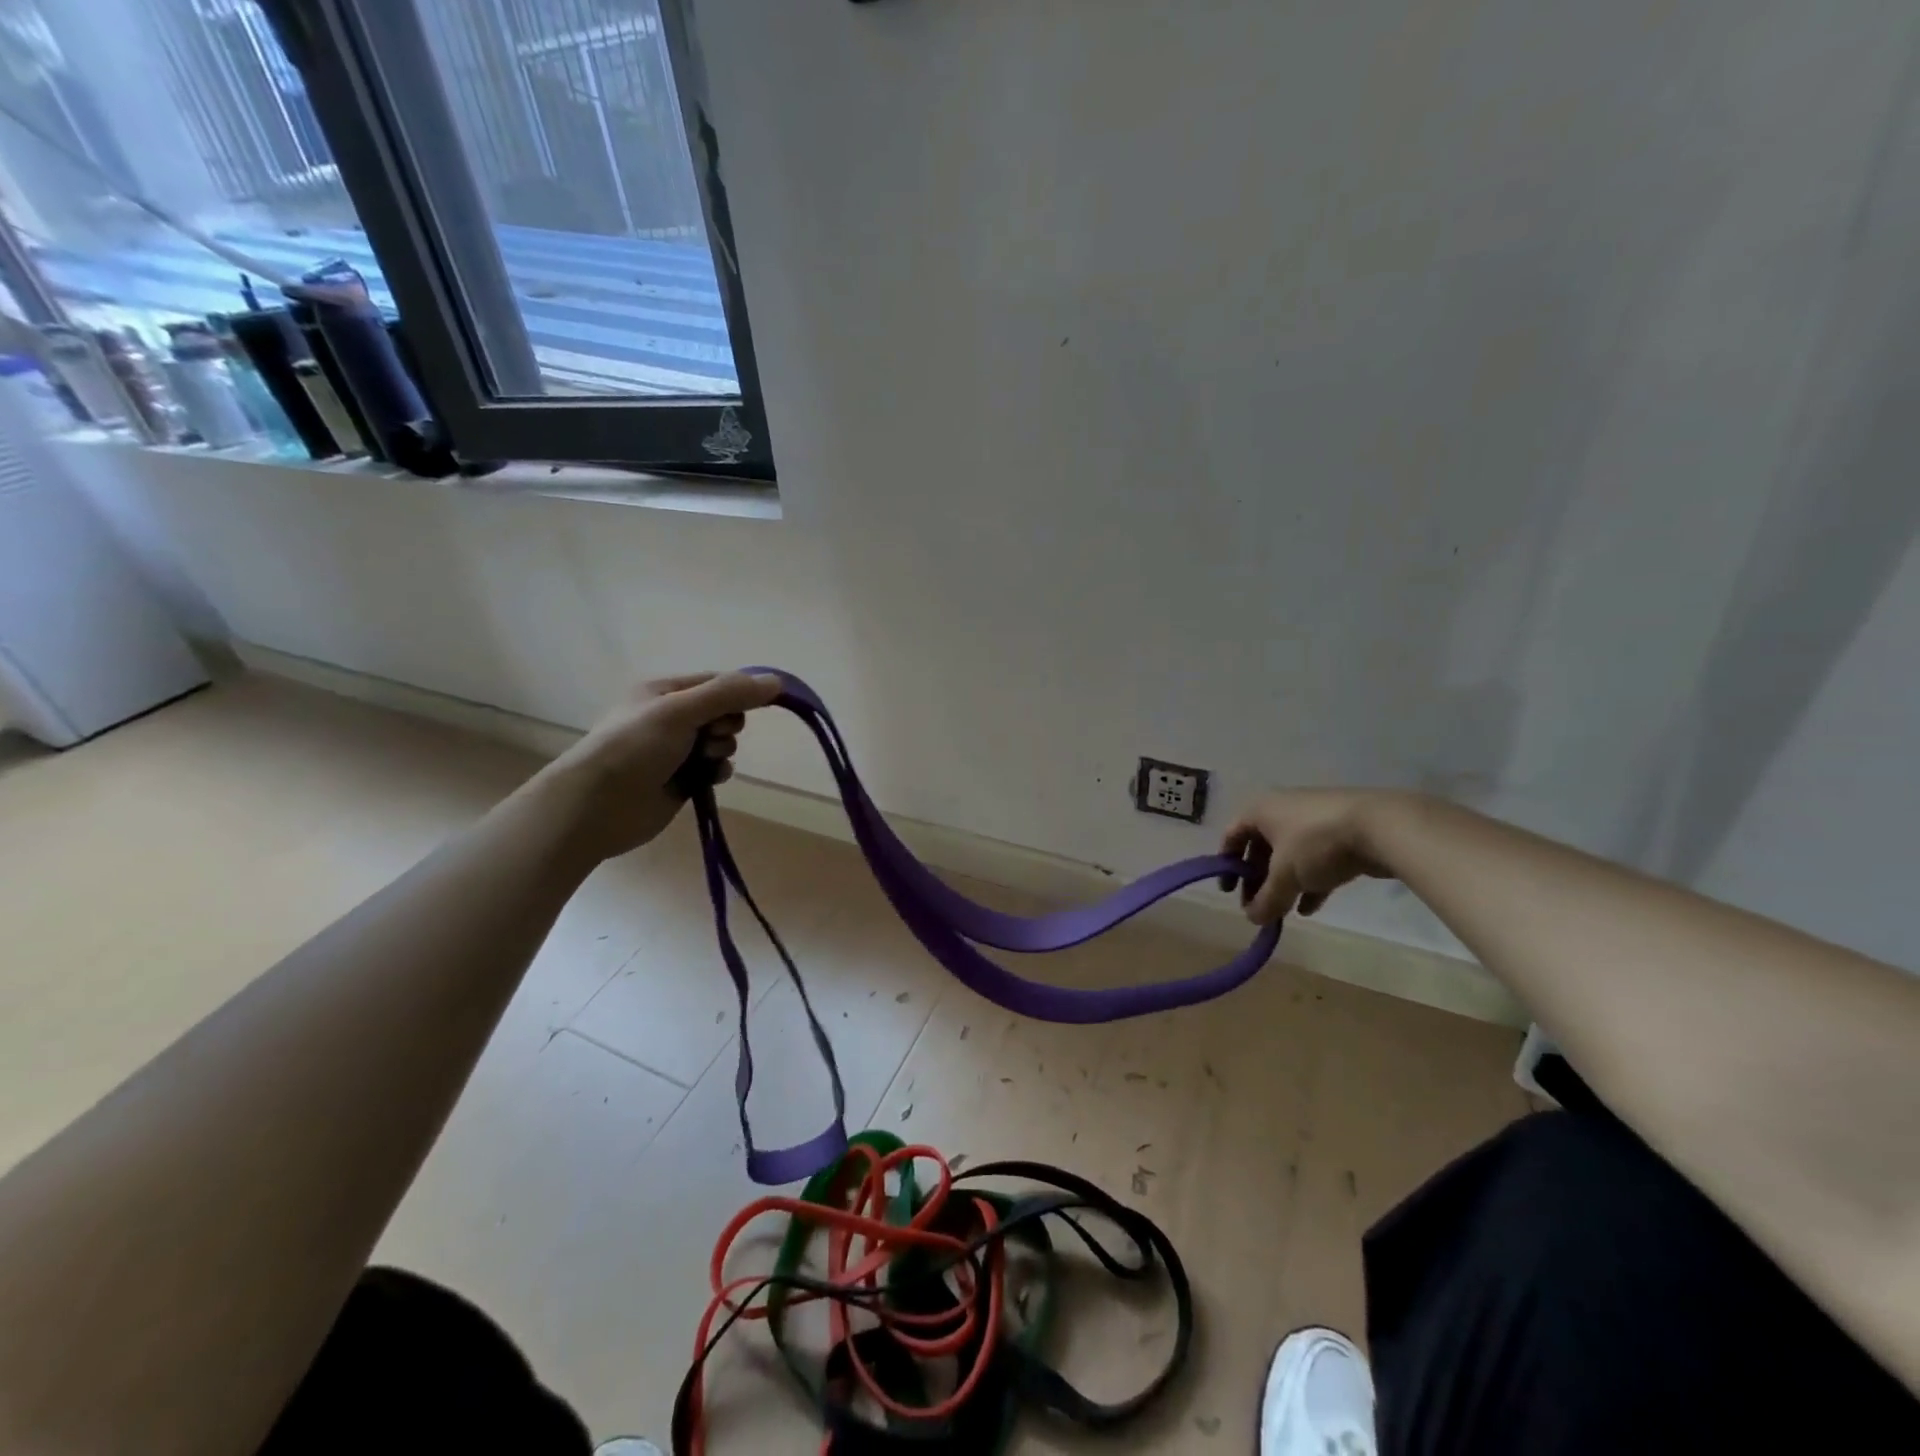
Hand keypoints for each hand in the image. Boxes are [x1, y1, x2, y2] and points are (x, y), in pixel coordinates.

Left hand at [532, 671, 783, 861]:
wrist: (597, 806)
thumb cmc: (634, 748)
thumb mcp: (681, 711)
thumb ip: (728, 695)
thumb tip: (777, 682)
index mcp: (665, 692)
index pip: (716, 682)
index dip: (739, 692)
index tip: (758, 705)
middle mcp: (671, 718)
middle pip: (723, 712)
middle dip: (727, 724)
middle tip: (713, 735)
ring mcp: (676, 751)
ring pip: (722, 742)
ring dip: (724, 750)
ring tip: (706, 760)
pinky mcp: (682, 780)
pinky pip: (715, 769)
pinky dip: (718, 772)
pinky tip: (709, 779)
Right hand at [1219, 789, 1398, 924]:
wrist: (1381, 827)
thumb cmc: (1316, 844)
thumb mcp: (1285, 876)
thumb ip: (1266, 899)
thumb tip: (1252, 918)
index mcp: (1260, 810)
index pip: (1232, 835)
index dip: (1226, 865)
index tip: (1229, 892)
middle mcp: (1283, 809)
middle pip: (1260, 847)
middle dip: (1257, 879)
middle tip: (1258, 906)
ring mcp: (1314, 819)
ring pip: (1289, 855)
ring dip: (1284, 884)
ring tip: (1283, 911)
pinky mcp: (1341, 832)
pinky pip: (1316, 859)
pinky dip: (1310, 882)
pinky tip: (1311, 908)